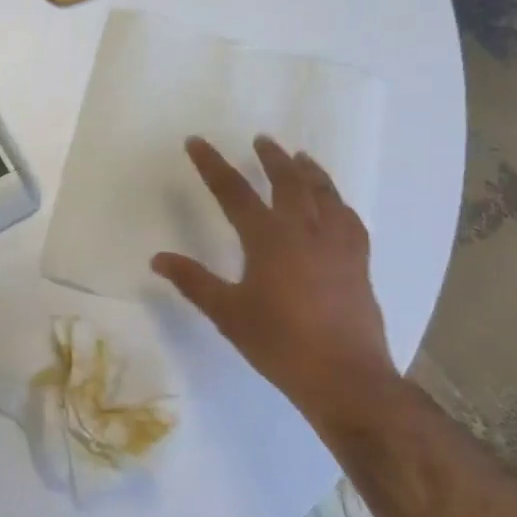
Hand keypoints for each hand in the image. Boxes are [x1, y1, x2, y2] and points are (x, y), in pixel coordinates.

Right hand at [152, 136, 398, 431]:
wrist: (344, 376)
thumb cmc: (279, 344)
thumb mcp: (228, 314)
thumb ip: (193, 282)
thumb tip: (158, 258)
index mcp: (268, 239)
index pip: (234, 192)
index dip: (212, 165)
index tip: (197, 142)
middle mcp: (305, 230)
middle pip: (288, 181)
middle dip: (271, 158)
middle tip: (262, 140)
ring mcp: (337, 244)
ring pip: (324, 193)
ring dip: (309, 171)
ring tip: (300, 157)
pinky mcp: (358, 261)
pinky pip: (349, 218)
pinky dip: (338, 202)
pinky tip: (336, 204)